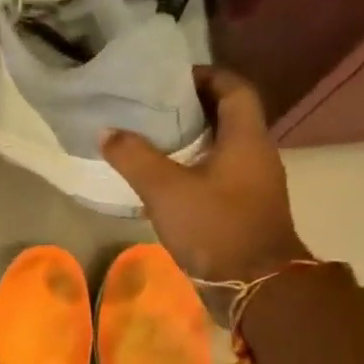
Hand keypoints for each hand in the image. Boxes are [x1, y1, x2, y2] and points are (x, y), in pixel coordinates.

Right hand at [101, 67, 309, 284]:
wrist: (255, 287)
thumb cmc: (215, 227)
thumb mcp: (166, 190)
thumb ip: (134, 157)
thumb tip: (107, 132)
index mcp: (246, 138)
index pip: (235, 89)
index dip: (206, 76)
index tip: (171, 79)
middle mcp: (256, 154)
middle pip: (228, 116)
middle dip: (192, 108)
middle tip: (152, 109)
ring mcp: (254, 184)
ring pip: (222, 147)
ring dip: (191, 140)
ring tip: (151, 141)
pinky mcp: (245, 208)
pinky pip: (219, 174)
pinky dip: (194, 168)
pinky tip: (164, 181)